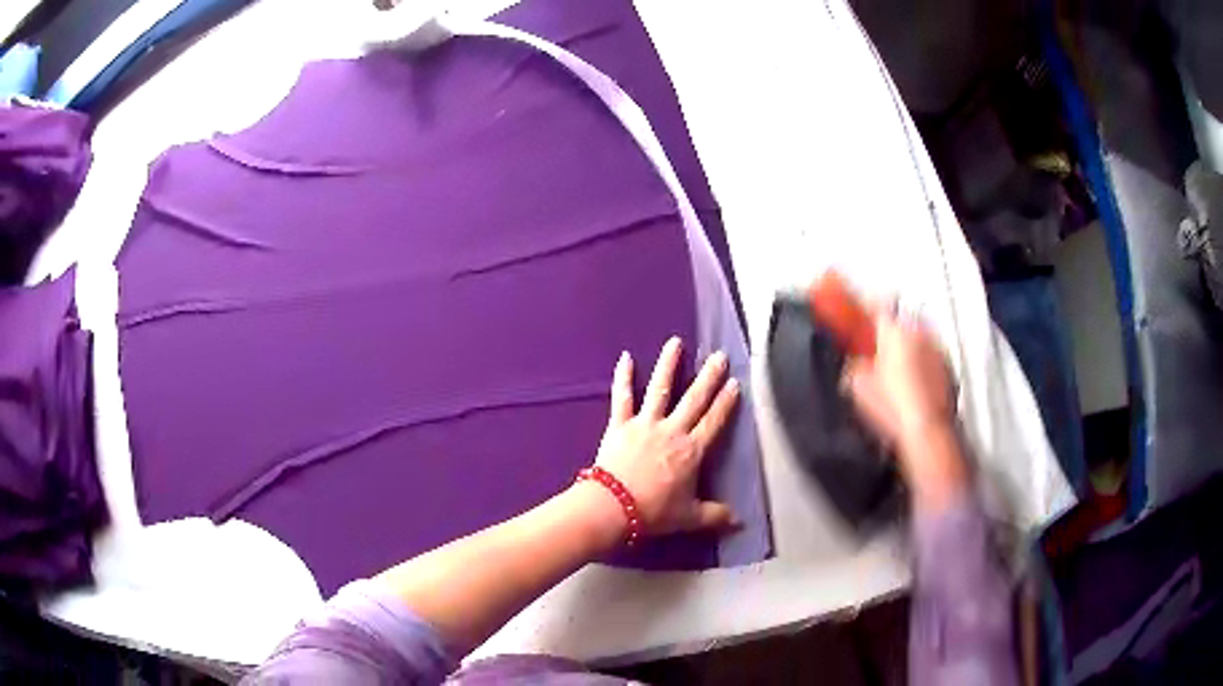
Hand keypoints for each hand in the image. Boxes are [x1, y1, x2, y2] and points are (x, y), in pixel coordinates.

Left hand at [592, 337, 740, 535]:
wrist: (613, 508)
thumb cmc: (654, 512)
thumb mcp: (689, 517)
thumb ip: (715, 515)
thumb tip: (739, 522)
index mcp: (691, 451)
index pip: (714, 421)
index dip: (725, 402)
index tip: (735, 383)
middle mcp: (672, 431)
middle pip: (694, 399)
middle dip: (708, 377)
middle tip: (719, 356)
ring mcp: (645, 424)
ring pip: (660, 389)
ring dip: (669, 364)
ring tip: (675, 342)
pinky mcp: (619, 425)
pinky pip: (622, 397)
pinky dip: (623, 377)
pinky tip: (625, 357)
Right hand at [842, 308, 965, 506]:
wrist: (926, 431)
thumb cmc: (893, 406)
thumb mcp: (857, 386)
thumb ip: (854, 366)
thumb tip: (854, 363)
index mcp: (894, 329)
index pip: (875, 306)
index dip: (862, 309)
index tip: (854, 312)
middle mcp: (919, 332)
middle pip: (899, 321)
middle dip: (886, 330)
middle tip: (873, 344)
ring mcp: (936, 349)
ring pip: (916, 338)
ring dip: (905, 346)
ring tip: (892, 366)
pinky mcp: (947, 369)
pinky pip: (929, 357)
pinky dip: (919, 363)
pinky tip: (910, 382)